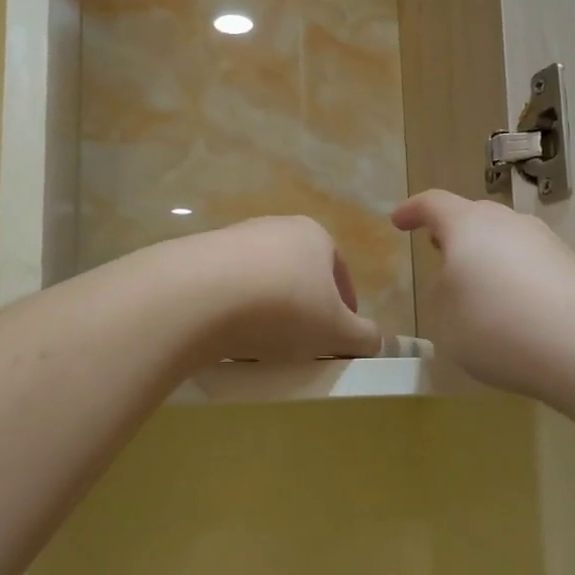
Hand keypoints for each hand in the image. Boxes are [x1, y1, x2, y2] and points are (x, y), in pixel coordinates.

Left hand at [178, 216, 381, 362]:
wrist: (198, 295)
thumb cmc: (284, 308)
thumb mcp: (337, 331)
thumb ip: (364, 336)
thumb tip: (377, 341)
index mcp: (314, 236)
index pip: (339, 273)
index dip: (345, 309)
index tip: (338, 339)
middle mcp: (274, 227)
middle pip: (298, 275)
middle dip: (303, 309)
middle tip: (301, 345)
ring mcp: (233, 238)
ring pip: (261, 282)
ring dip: (266, 312)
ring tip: (262, 346)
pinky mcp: (198, 257)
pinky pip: (226, 289)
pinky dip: (232, 312)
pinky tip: (228, 338)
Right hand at [393, 190, 574, 398]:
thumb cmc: (495, 326)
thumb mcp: (444, 319)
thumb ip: (442, 294)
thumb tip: (458, 283)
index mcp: (468, 225)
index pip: (433, 204)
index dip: (412, 211)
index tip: (399, 221)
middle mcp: (508, 223)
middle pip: (474, 217)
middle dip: (453, 233)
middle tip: (439, 252)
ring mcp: (546, 243)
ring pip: (505, 241)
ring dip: (485, 259)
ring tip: (476, 290)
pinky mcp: (573, 269)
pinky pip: (530, 265)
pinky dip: (514, 280)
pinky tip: (513, 313)